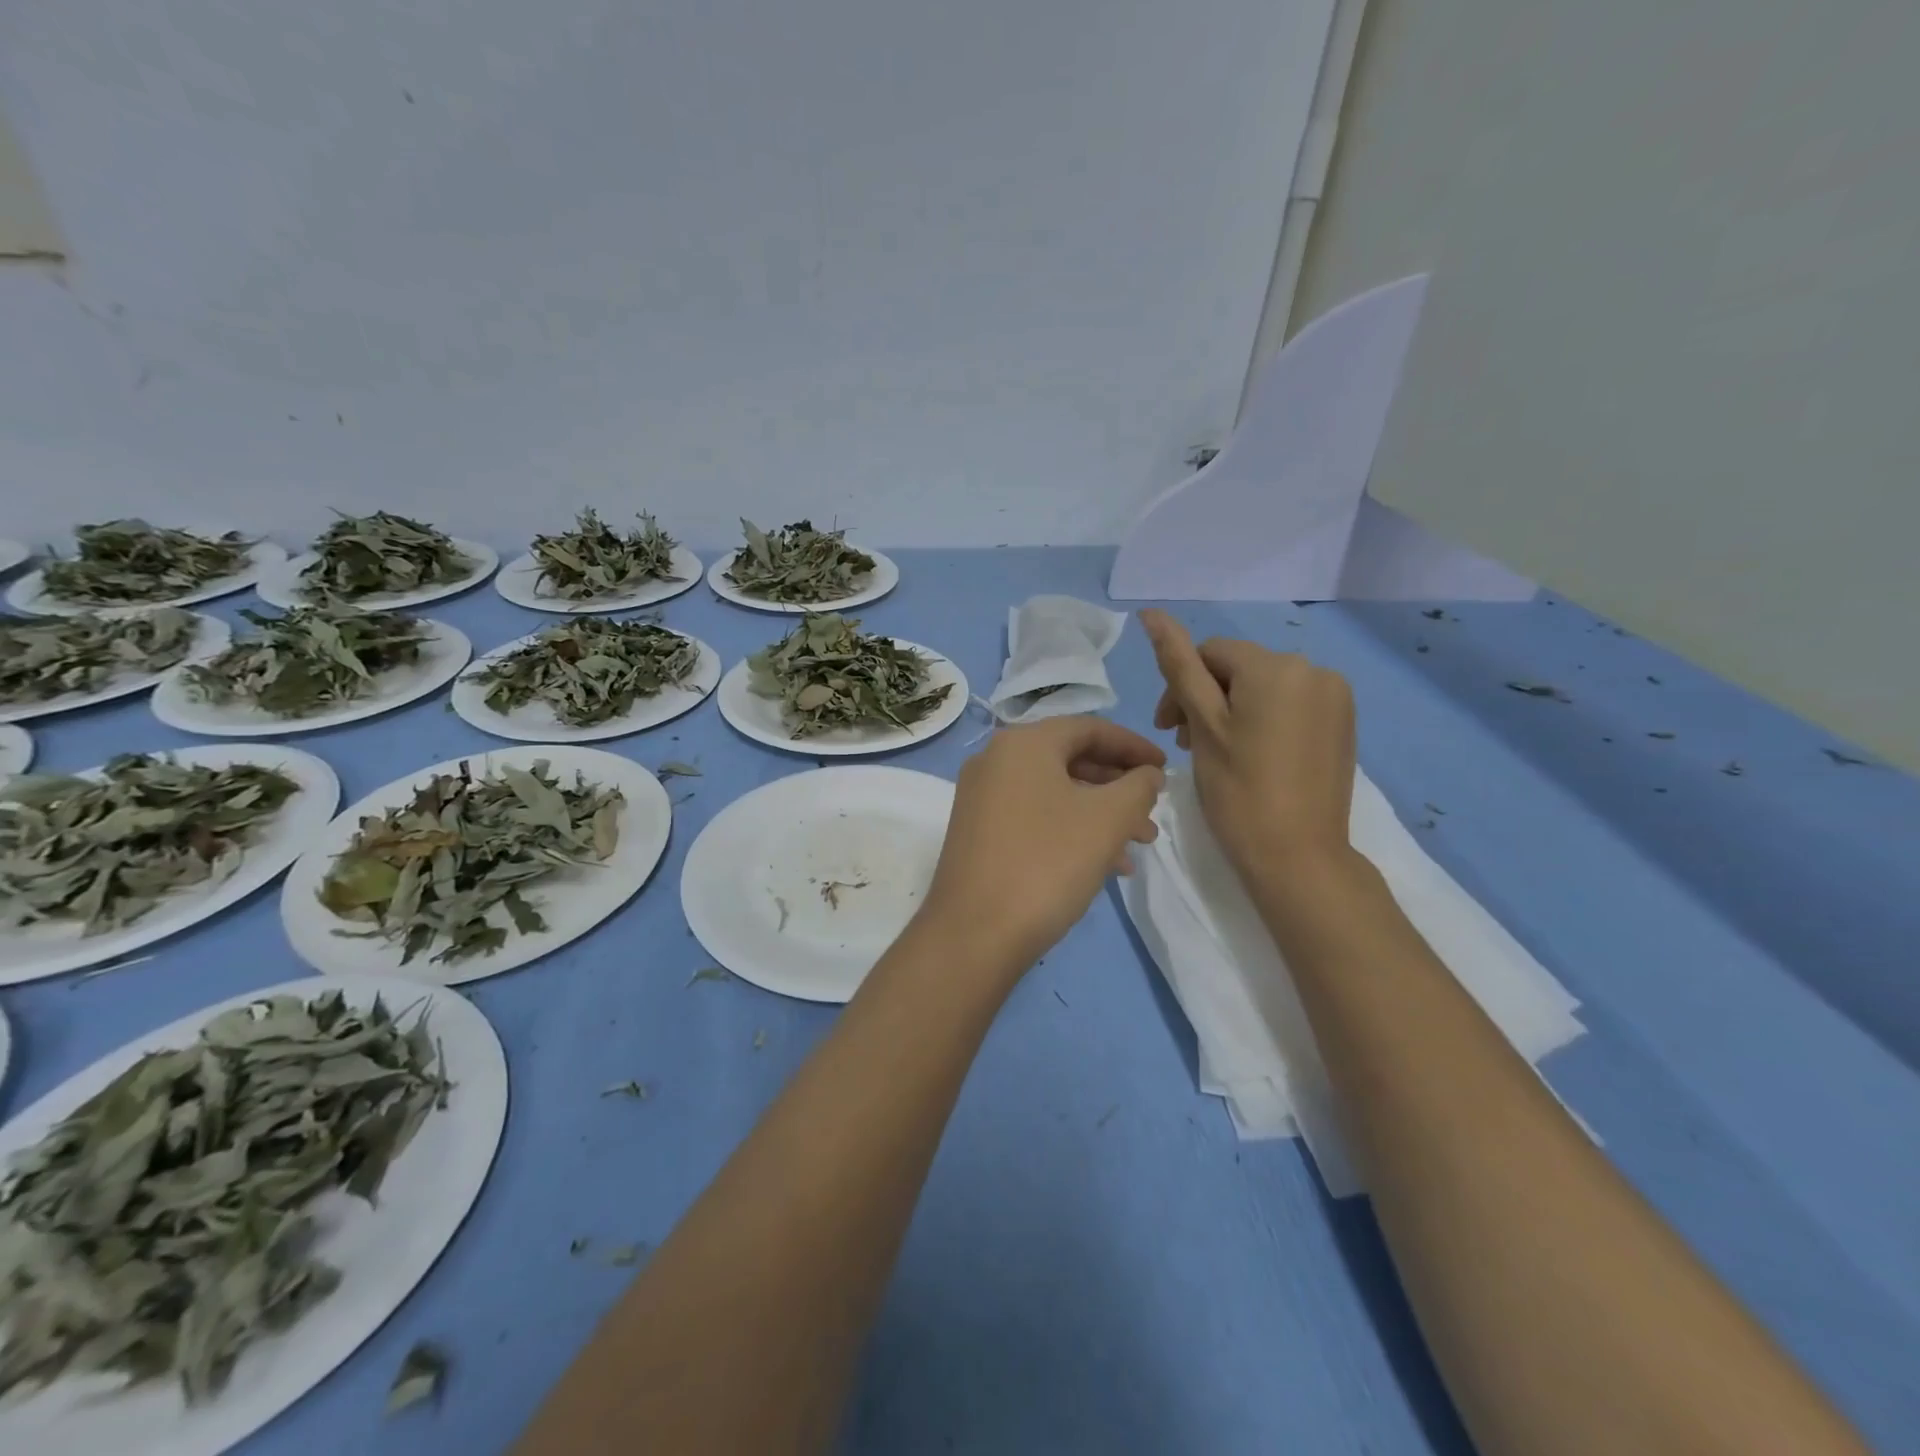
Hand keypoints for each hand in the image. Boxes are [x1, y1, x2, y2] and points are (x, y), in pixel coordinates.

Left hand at [919, 717, 1164, 975]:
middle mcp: (995, 760)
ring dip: (1100, 813)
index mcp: (1023, 743)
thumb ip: (1138, 786)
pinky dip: (1071, 830)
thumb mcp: (1108, 819)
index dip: (1133, 746)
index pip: (1089, 729)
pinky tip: (1103, 865)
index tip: (1165, 768)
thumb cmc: (1048, 863)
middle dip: (1119, 786)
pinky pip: (1035, 816)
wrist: (975, 932)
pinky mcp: (978, 832)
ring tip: (1139, 845)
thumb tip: (1147, 774)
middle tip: (1153, 813)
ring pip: (1055, 793)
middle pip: (1071, 759)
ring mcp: (981, 797)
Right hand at [1141, 609, 1355, 877]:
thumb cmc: (1238, 789)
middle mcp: (1314, 668)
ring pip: (1263, 688)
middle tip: (1185, 744)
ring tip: (1216, 752)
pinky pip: (1290, 705)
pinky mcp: (1343, 723)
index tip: (1167, 730)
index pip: (1211, 652)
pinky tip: (1251, 755)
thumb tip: (1152, 613)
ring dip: (1231, 711)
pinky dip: (1263, 721)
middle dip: (1206, 699)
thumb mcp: (1202, 724)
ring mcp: (1335, 697)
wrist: (1298, 856)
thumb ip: (1178, 664)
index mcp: (1276, 665)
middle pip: (1239, 669)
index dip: (1180, 686)